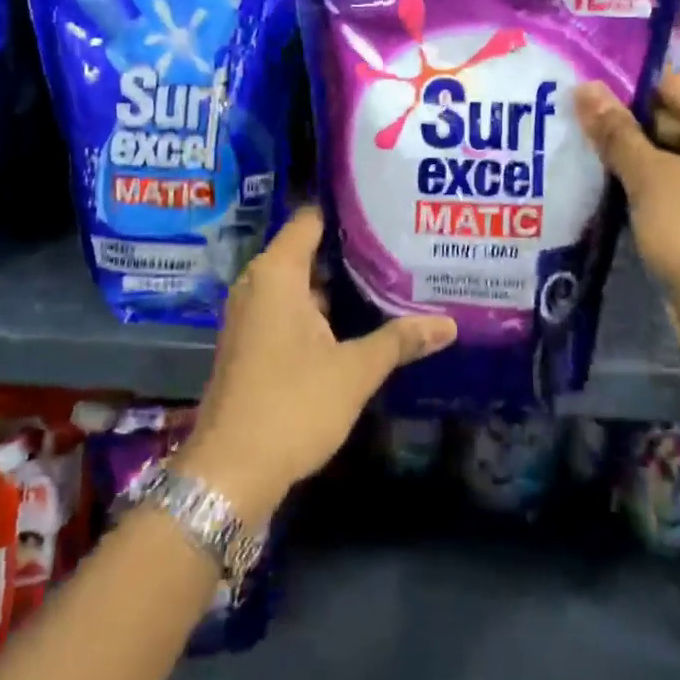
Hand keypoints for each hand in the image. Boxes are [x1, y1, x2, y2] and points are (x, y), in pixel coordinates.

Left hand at [176, 207, 456, 520]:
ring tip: (390, 278)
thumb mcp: (354, 371)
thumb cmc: (292, 406)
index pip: (310, 219)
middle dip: (351, 251)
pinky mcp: (252, 344)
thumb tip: (448, 324)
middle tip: (400, 245)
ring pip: (300, 285)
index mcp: (276, 274)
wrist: (230, 471)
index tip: (386, 207)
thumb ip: (399, 340)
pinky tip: (358, 321)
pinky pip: (290, 310)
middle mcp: (257, 285)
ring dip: (337, 285)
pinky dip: (320, 311)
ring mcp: (251, 316)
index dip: (346, 211)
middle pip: (307, 251)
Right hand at [574, 74, 679, 404]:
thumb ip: (616, 132)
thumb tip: (583, 86)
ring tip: (569, 150)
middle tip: (562, 126)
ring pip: (660, 148)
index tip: (572, 102)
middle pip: (664, 114)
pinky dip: (635, 180)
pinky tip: (593, 182)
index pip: (668, 84)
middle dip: (618, 125)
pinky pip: (665, 178)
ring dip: (622, 155)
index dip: (622, 93)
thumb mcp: (651, 180)